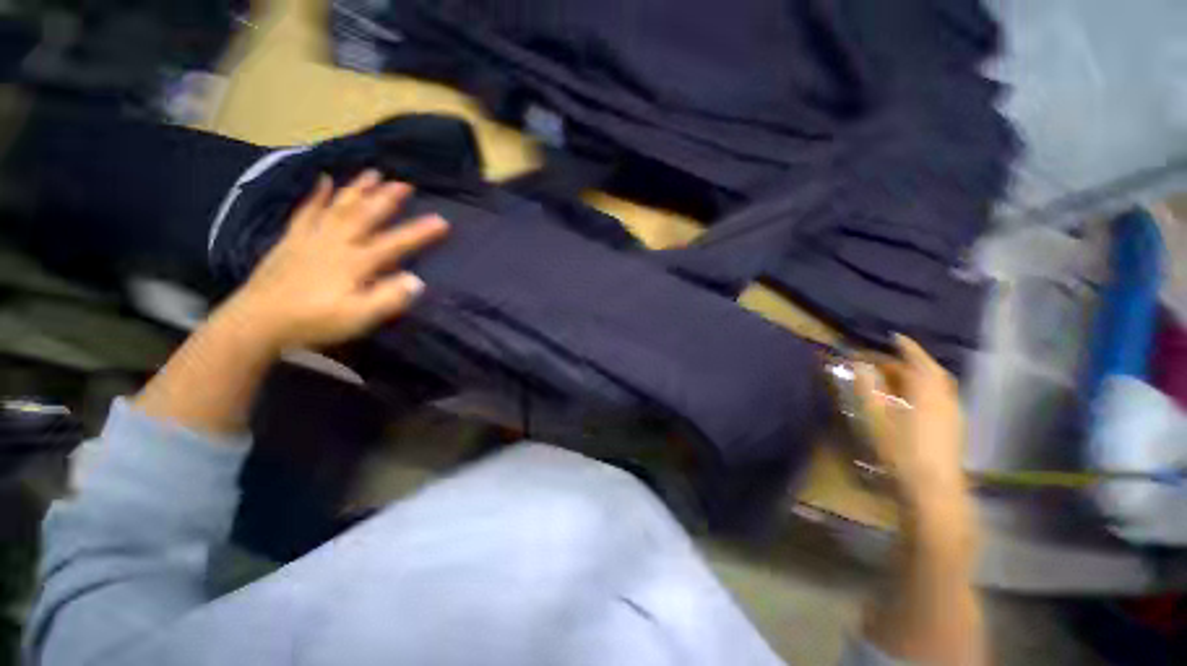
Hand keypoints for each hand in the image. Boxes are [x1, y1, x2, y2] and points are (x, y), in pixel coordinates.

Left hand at [227, 170, 448, 351]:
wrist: (257, 322)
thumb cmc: (314, 322)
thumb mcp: (358, 318)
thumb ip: (389, 299)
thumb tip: (417, 280)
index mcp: (356, 262)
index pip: (395, 244)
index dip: (420, 232)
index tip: (443, 221)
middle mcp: (336, 243)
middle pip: (365, 215)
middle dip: (387, 199)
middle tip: (405, 183)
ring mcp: (312, 238)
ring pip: (339, 207)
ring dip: (358, 189)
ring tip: (374, 173)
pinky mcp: (292, 240)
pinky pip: (307, 211)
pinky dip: (317, 195)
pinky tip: (324, 180)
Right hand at [855, 335, 967, 511]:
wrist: (933, 488)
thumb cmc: (901, 450)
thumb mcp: (877, 417)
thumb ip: (869, 388)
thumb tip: (861, 365)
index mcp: (926, 392)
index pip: (917, 361)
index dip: (906, 347)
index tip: (894, 336)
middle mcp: (945, 397)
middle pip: (932, 371)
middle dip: (913, 359)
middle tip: (892, 355)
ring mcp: (953, 412)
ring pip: (939, 384)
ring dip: (921, 373)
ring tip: (900, 374)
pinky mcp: (954, 426)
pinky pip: (942, 395)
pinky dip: (928, 387)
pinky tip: (914, 396)